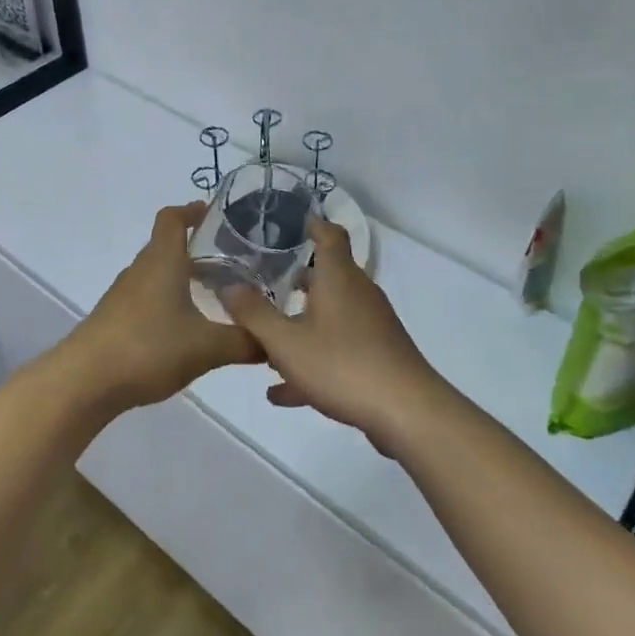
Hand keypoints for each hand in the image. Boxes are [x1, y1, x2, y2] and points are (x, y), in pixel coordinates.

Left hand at [61, 203, 262, 410]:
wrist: (85, 381)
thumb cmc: (149, 348)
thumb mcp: (207, 348)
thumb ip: (245, 342)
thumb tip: (274, 343)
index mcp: (162, 261)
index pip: (172, 219)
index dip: (192, 210)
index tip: (214, 214)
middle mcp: (140, 270)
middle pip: (166, 245)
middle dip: (196, 248)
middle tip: (230, 260)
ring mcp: (123, 295)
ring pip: (156, 273)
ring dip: (181, 276)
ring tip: (212, 294)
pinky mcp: (114, 319)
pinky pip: (146, 298)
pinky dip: (167, 301)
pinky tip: (184, 327)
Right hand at [221, 218, 447, 454]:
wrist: (406, 412)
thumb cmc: (342, 365)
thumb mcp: (286, 342)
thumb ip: (253, 314)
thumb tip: (228, 286)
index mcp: (338, 278)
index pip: (329, 235)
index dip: (312, 224)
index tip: (289, 223)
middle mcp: (358, 294)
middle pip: (327, 276)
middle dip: (295, 280)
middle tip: (261, 283)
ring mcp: (371, 326)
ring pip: (329, 315)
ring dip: (299, 324)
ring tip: (264, 341)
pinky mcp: (377, 356)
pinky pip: (337, 349)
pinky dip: (312, 359)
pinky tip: (282, 391)